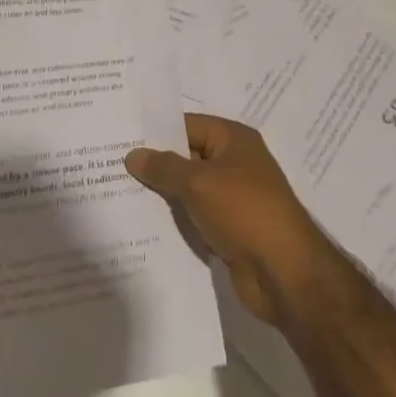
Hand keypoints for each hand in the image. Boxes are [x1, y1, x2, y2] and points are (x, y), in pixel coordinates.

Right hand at [124, 113, 342, 325]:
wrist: (283, 271)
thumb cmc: (244, 211)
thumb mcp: (199, 183)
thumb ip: (164, 167)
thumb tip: (133, 154)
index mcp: (233, 139)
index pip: (187, 125)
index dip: (156, 132)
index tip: (121, 137)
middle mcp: (234, 162)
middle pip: (187, 156)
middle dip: (155, 164)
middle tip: (111, 166)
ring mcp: (232, 197)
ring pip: (189, 189)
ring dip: (163, 194)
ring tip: (118, 194)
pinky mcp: (229, 228)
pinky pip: (195, 216)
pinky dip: (175, 219)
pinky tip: (143, 225)